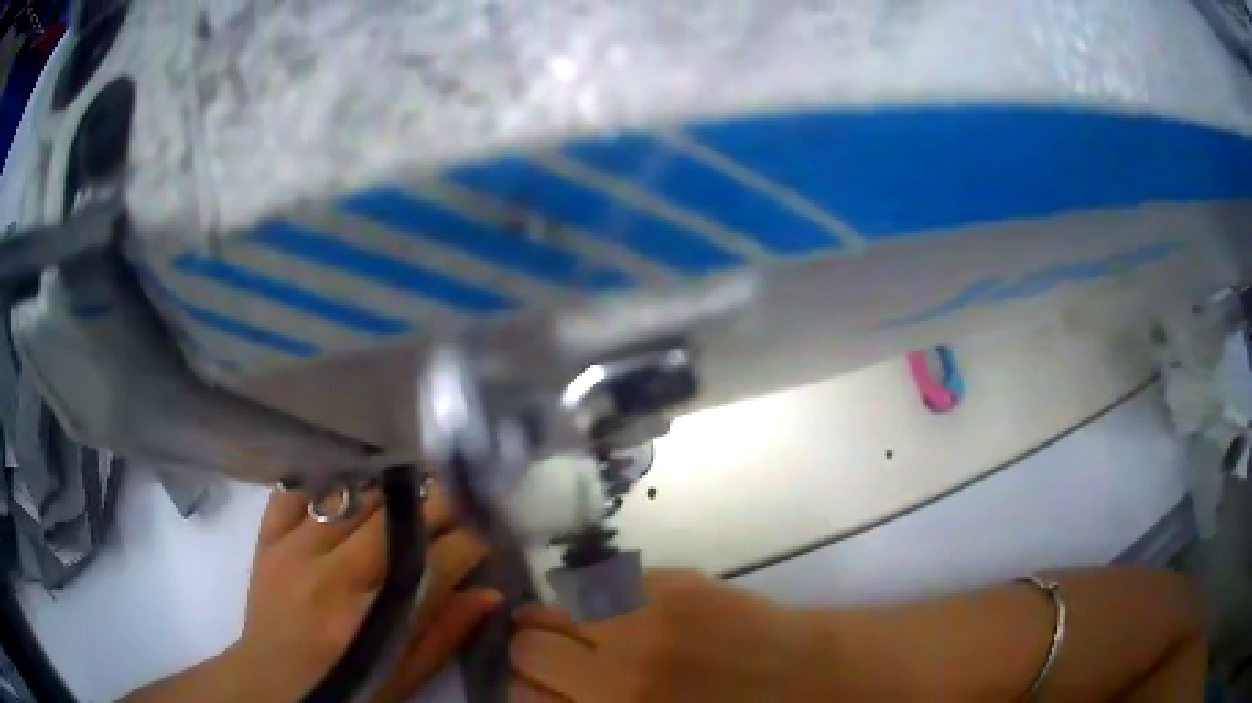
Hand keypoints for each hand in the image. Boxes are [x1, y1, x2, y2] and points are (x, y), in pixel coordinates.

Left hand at [229, 483, 500, 701]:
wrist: (271, 683)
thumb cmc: (346, 688)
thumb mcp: (402, 677)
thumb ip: (445, 633)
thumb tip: (489, 592)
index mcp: (370, 620)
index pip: (434, 563)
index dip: (469, 541)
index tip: (489, 528)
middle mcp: (331, 576)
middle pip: (394, 521)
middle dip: (436, 504)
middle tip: (458, 498)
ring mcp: (293, 550)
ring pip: (351, 498)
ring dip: (387, 491)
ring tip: (410, 490)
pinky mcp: (267, 538)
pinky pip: (295, 490)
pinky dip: (325, 480)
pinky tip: (347, 483)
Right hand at [508, 570, 824, 701]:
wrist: (804, 678)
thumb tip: (541, 691)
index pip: (522, 694)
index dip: (525, 688)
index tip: (539, 686)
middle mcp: (615, 671)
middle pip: (527, 647)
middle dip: (533, 652)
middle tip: (558, 657)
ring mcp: (643, 621)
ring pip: (555, 606)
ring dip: (558, 620)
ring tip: (583, 629)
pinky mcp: (670, 585)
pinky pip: (602, 585)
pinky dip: (597, 599)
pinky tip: (620, 610)